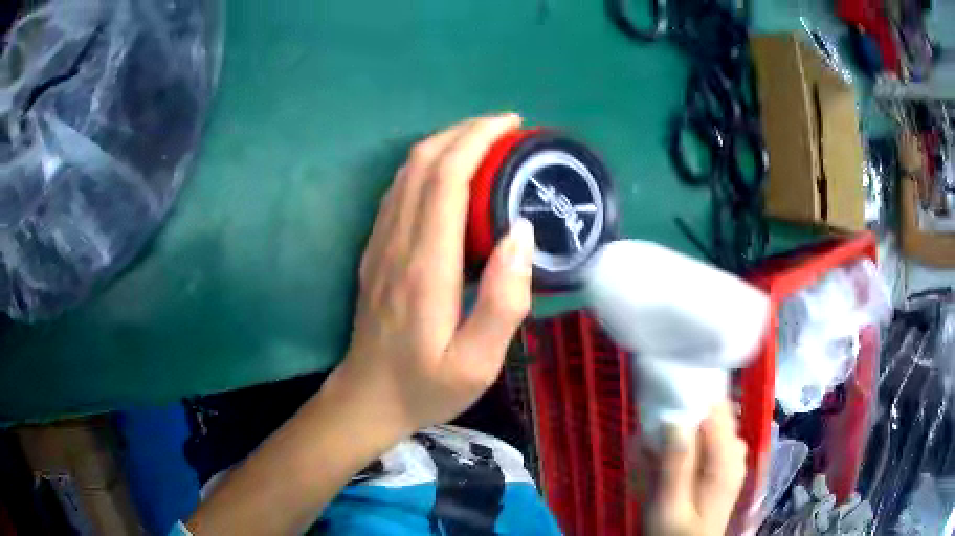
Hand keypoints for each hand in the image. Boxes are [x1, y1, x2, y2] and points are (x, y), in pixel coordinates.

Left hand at [331, 114, 534, 435]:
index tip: (511, 126)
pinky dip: (427, 166)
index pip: (446, 180)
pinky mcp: (375, 250)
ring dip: (445, 144)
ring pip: (407, 172)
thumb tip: (522, 234)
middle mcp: (396, 243)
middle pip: (423, 164)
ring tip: (485, 142)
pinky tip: (451, 173)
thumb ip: (503, 301)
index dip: (477, 141)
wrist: (367, 398)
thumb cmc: (425, 386)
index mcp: (425, 267)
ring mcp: (380, 243)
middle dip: (464, 131)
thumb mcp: (476, 364)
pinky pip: (399, 191)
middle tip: (506, 128)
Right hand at [642, 402, 747, 535]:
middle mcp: (736, 452)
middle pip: (715, 414)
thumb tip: (675, 419)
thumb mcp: (668, 506)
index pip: (716, 409)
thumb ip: (675, 465)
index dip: (690, 401)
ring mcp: (732, 458)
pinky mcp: (724, 466)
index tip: (662, 406)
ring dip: (684, 431)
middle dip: (684, 417)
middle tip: (653, 437)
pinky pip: (709, 440)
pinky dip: (690, 443)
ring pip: (710, 426)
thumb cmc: (676, 533)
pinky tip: (672, 459)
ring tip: (658, 449)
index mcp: (726, 459)